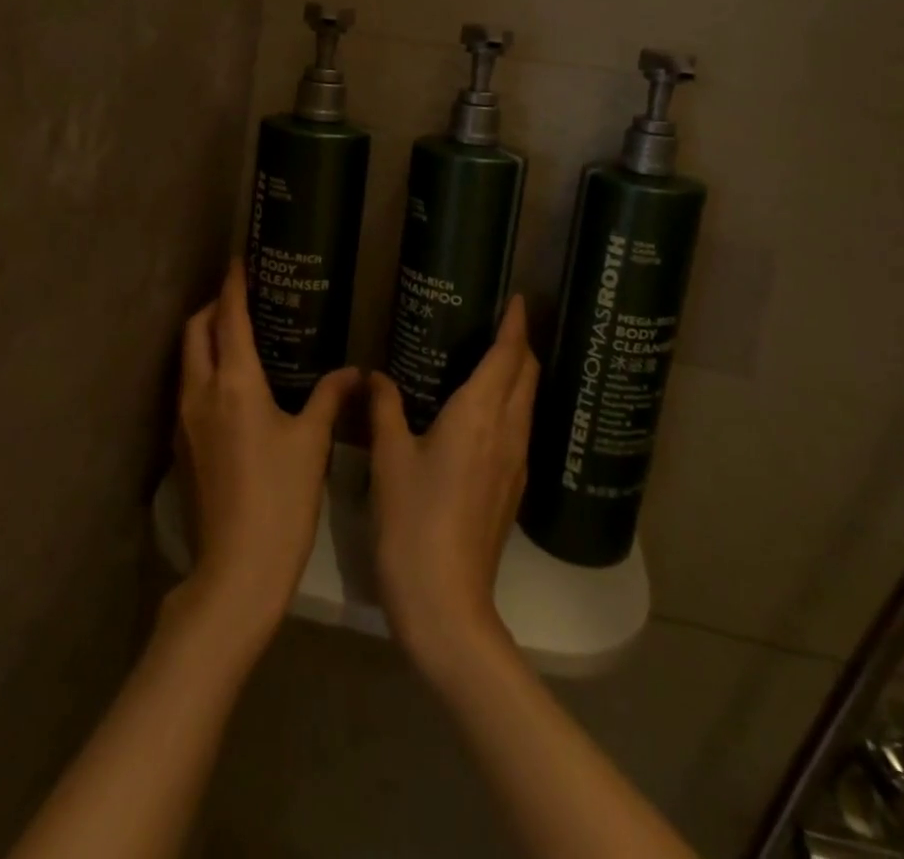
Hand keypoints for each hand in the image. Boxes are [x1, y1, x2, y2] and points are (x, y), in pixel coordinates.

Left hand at [173, 259, 359, 654]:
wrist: (235, 570)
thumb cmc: (281, 498)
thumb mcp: (312, 442)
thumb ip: (330, 398)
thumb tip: (353, 373)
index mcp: (235, 383)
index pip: (229, 318)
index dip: (233, 285)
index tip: (239, 260)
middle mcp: (200, 392)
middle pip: (195, 331)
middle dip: (213, 306)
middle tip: (242, 298)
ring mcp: (184, 420)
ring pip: (187, 360)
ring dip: (206, 338)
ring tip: (239, 336)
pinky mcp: (182, 445)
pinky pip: (188, 388)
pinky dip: (204, 369)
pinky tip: (232, 386)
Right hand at [369, 296, 539, 681]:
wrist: (446, 603)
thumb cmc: (412, 521)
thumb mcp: (389, 458)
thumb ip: (385, 409)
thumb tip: (375, 376)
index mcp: (480, 414)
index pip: (509, 356)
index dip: (515, 324)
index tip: (517, 299)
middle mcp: (508, 431)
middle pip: (528, 375)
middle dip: (521, 344)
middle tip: (500, 322)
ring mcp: (516, 462)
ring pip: (528, 402)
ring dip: (519, 374)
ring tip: (493, 358)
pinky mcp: (513, 488)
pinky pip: (521, 428)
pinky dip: (512, 404)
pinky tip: (486, 412)